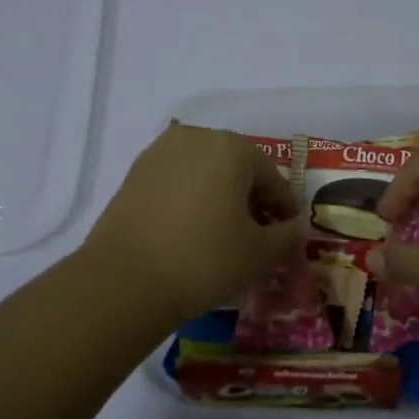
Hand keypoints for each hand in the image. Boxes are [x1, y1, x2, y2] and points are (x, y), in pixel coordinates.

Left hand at [83, 122, 304, 320]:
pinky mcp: (134, 174)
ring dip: (219, 197)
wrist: (125, 279)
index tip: (289, 233)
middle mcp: (195, 138)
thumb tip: (293, 227)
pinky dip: (190, 201)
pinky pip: (176, 182)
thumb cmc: (204, 259)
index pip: (270, 176)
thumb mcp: (259, 253)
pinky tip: (191, 232)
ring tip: (223, 235)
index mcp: (231, 147)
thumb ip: (286, 236)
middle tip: (258, 234)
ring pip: (204, 173)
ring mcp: (159, 154)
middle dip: (251, 198)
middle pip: (236, 168)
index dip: (284, 207)